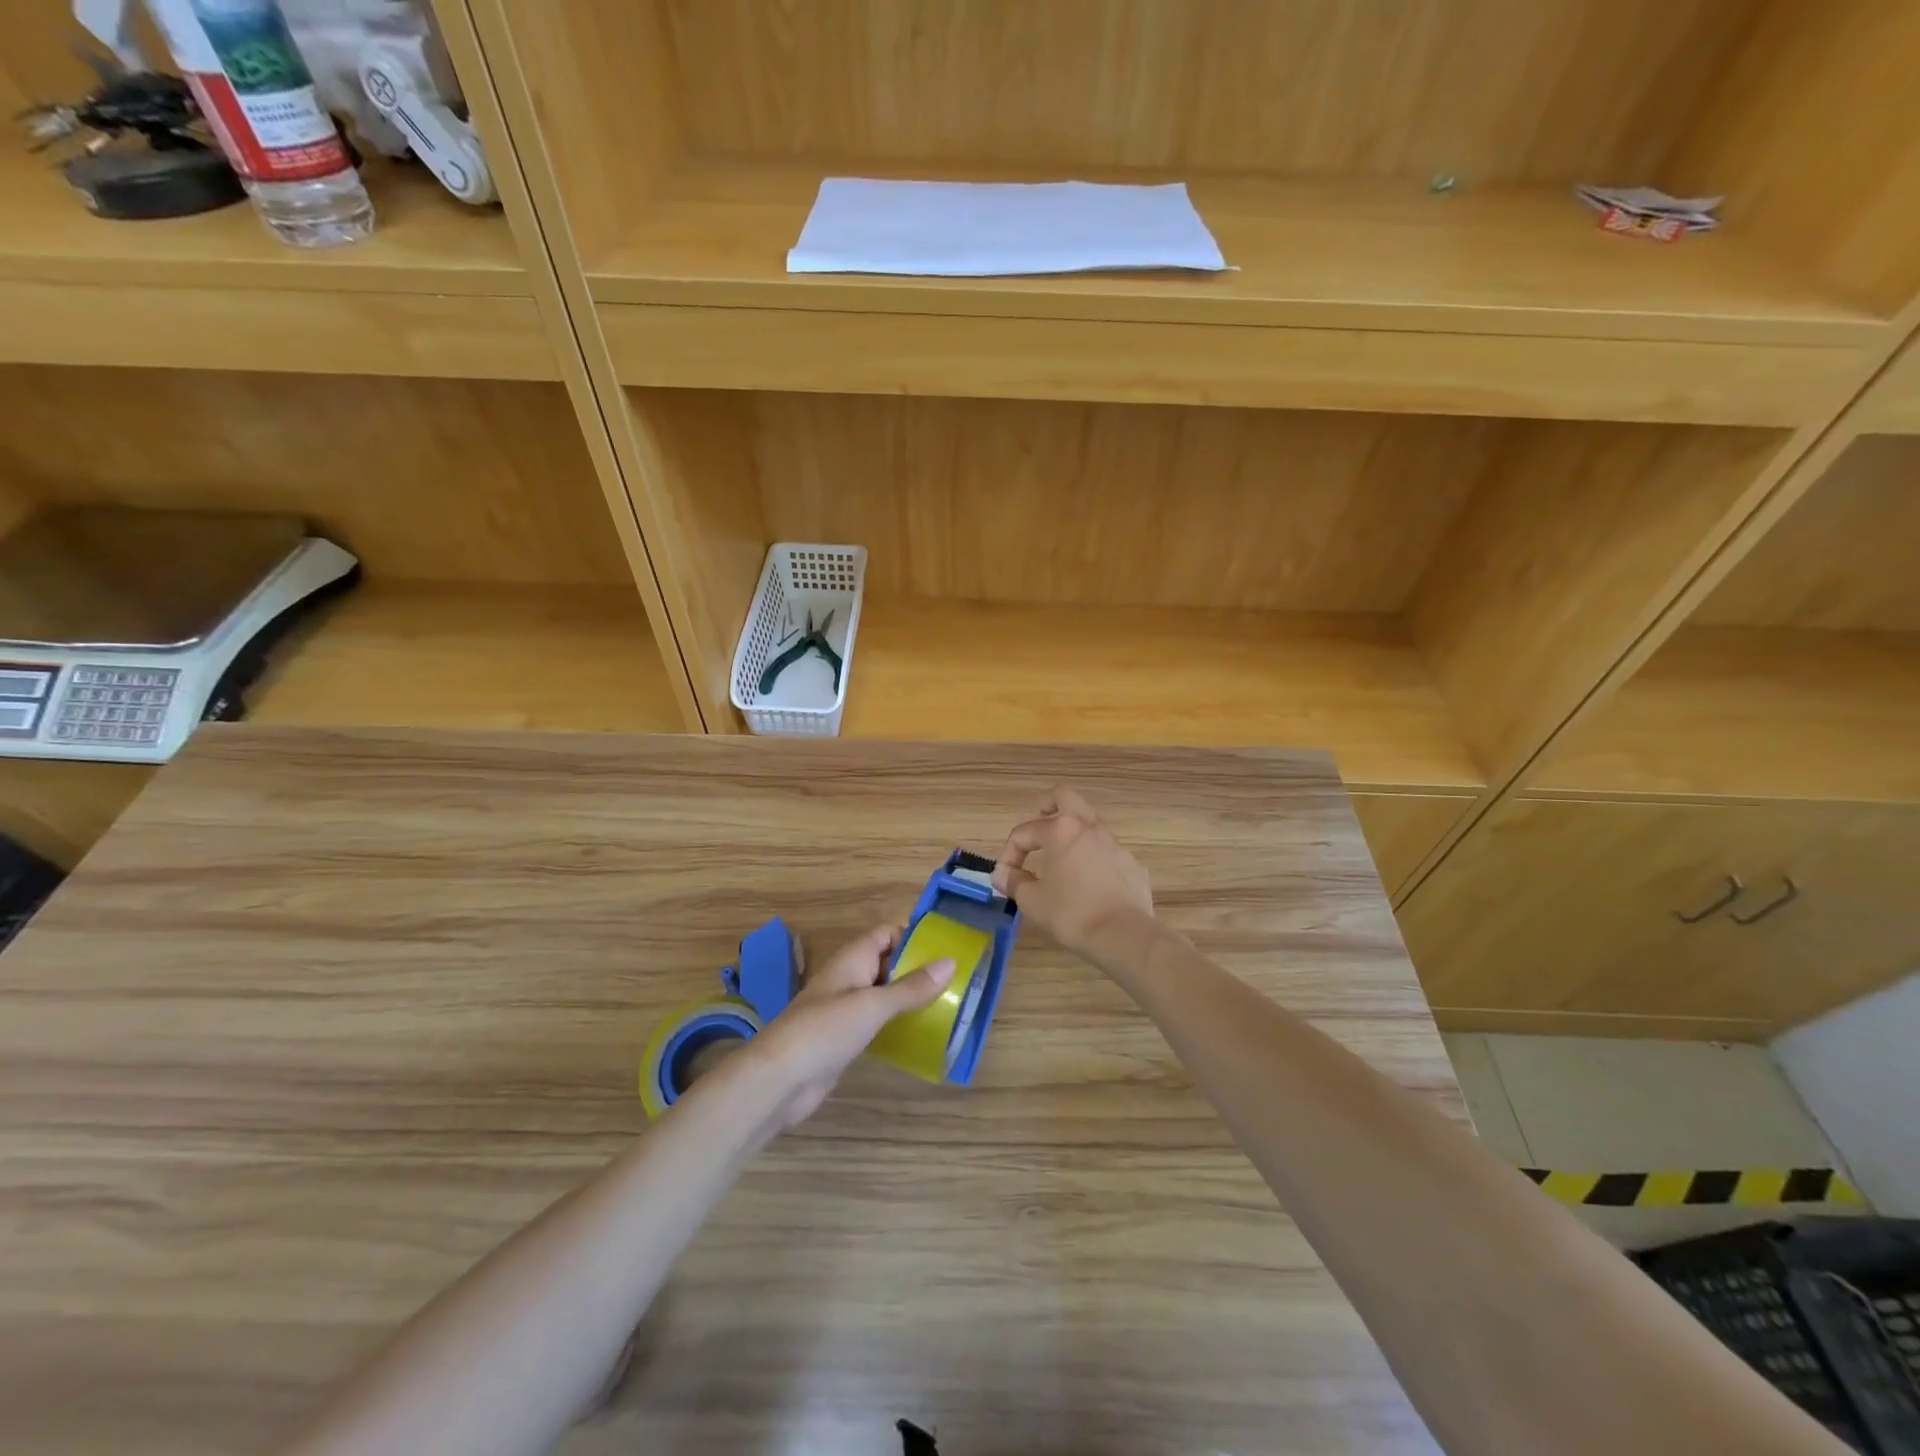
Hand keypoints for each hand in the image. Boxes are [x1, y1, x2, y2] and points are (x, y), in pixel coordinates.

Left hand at [743, 924, 955, 1126]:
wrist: (780, 1080)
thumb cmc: (826, 1030)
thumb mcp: (873, 1005)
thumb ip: (911, 987)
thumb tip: (950, 961)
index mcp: (852, 959)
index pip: (886, 934)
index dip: (913, 937)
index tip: (946, 950)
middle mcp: (849, 978)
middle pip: (887, 963)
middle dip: (917, 969)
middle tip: (955, 982)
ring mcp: (844, 1010)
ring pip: (883, 994)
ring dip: (908, 998)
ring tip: (946, 1007)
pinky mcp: (844, 1038)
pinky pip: (876, 1022)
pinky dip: (896, 1024)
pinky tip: (919, 1035)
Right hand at [993, 787, 1153, 963]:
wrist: (1124, 935)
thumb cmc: (1071, 914)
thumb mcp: (1033, 901)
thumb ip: (1014, 882)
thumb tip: (1002, 874)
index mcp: (1061, 831)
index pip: (1024, 831)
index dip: (1009, 853)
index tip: (1006, 878)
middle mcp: (1089, 828)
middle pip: (1065, 797)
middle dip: (1046, 806)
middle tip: (1036, 825)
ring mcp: (1115, 844)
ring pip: (1090, 823)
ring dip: (1072, 833)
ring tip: (1061, 858)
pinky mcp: (1132, 864)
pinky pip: (1108, 852)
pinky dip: (1094, 859)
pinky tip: (1089, 883)